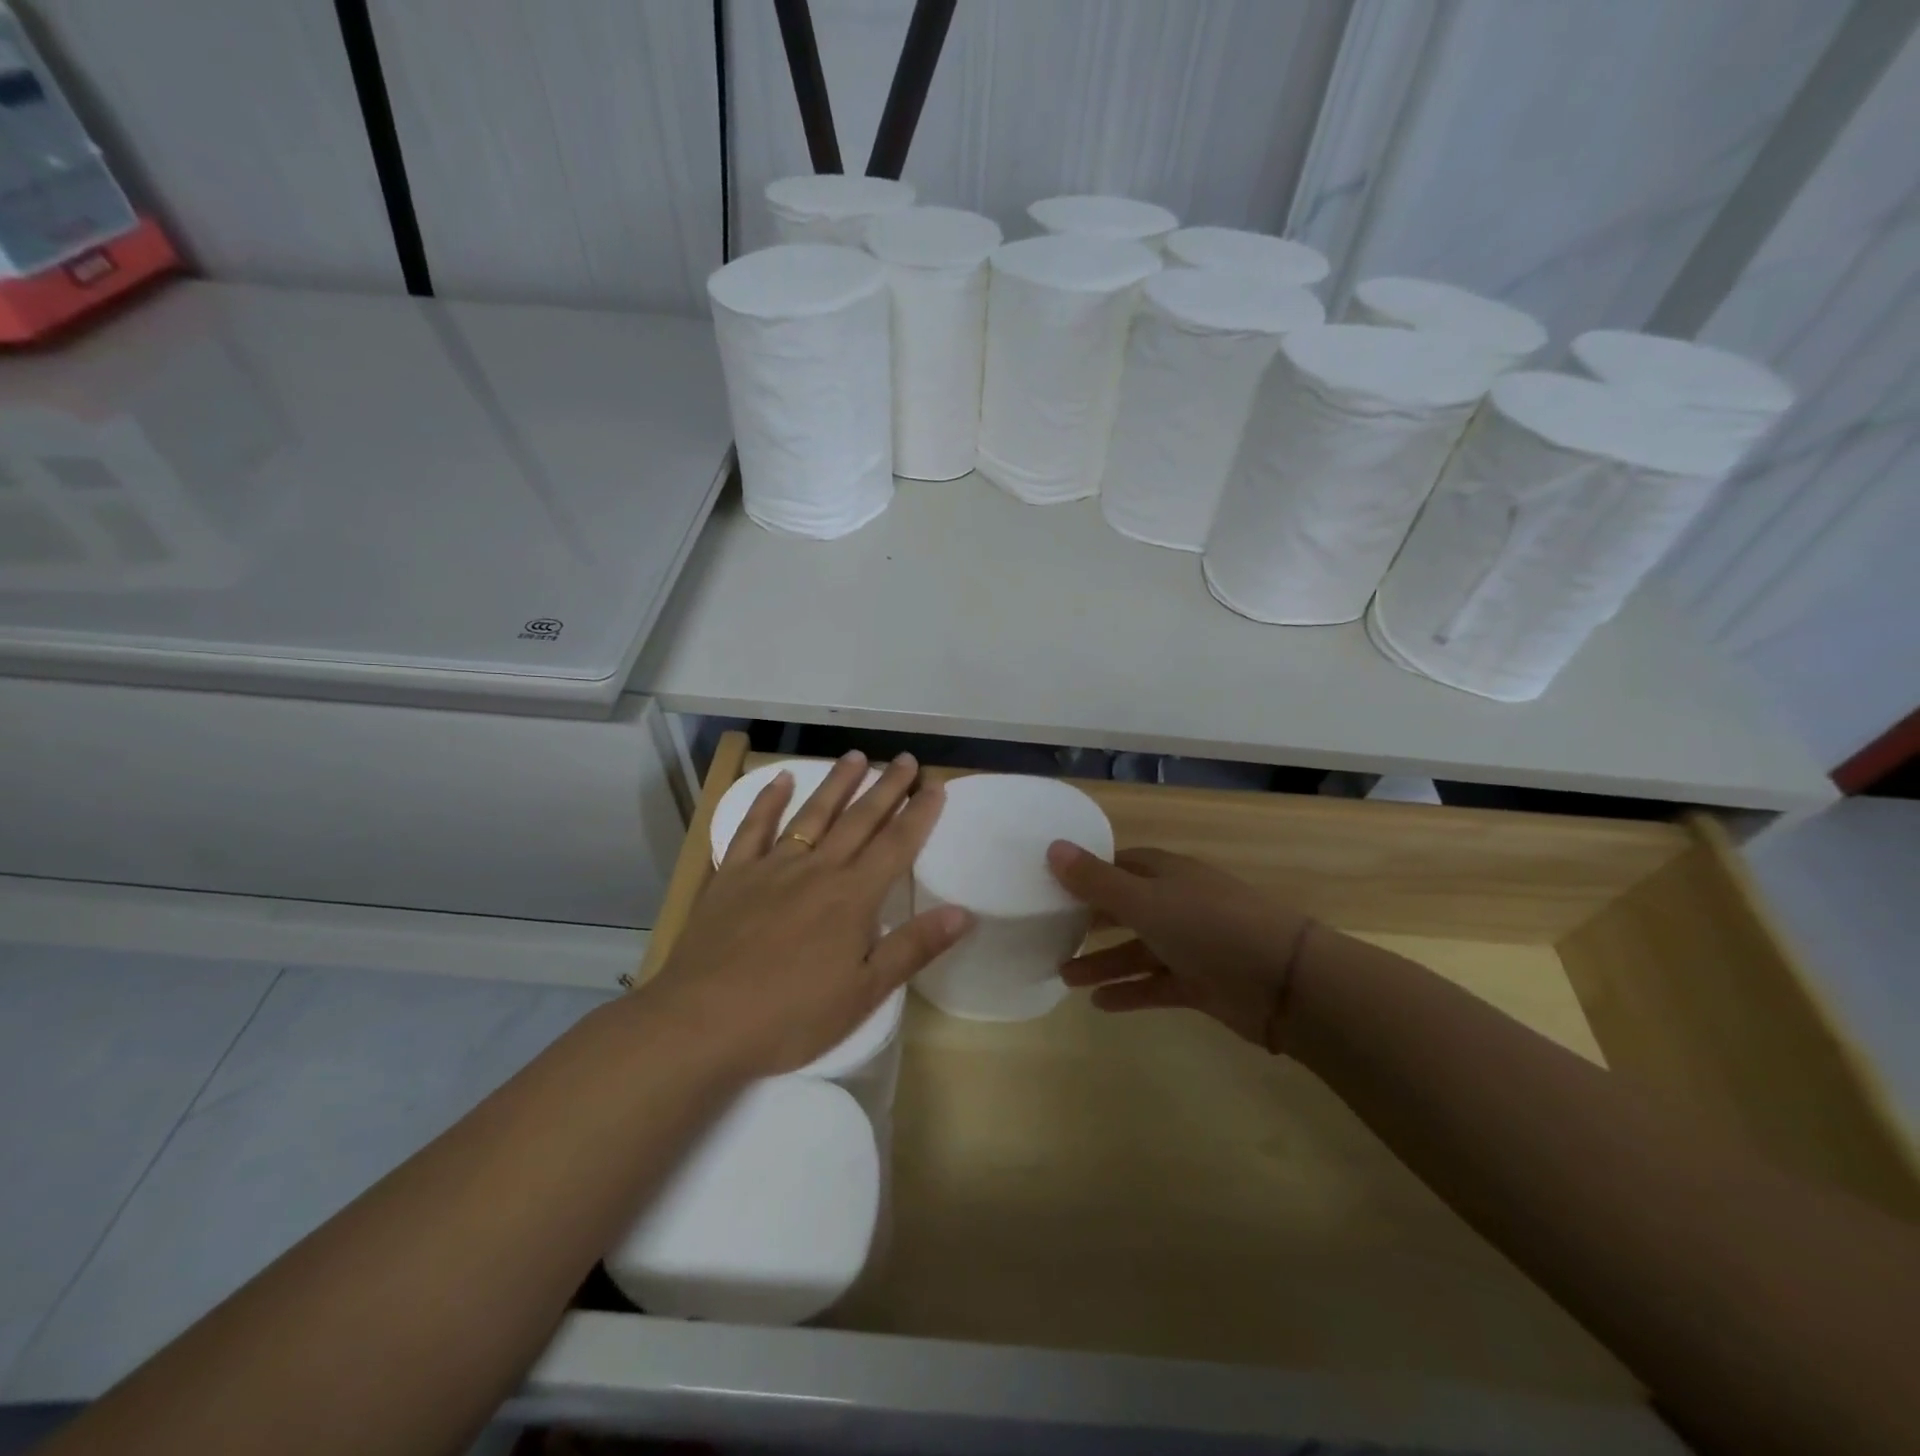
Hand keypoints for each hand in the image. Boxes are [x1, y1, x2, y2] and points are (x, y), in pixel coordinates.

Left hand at [641, 751, 971, 1076]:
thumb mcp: (864, 992)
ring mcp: (772, 868)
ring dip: (836, 784)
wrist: (702, 1022)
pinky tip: (781, 780)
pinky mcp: (733, 876)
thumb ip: (913, 947)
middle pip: (859, 820)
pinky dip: (768, 801)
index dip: (919, 814)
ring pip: (812, 815)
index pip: (896, 845)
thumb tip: (965, 913)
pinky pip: (753, 828)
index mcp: (852, 897)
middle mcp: (817, 870)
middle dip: (886, 788)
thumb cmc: (791, 1015)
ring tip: (856, 756)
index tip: (936, 785)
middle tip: (906, 759)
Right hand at [1046, 842, 1314, 1052]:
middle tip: (1051, 933)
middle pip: (1126, 908)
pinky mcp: (1201, 983)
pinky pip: (1156, 985)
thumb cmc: (1209, 926)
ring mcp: (1191, 945)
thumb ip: (1096, 881)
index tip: (1052, 886)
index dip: (1089, 873)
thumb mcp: (1145, 900)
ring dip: (1103, 962)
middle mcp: (1178, 904)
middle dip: (1091, 921)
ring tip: (1064, 977)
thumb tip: (1052, 847)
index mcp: (1167, 874)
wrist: (1284, 981)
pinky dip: (1130, 992)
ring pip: (1137, 950)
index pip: (1121, 865)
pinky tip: (1099, 1004)